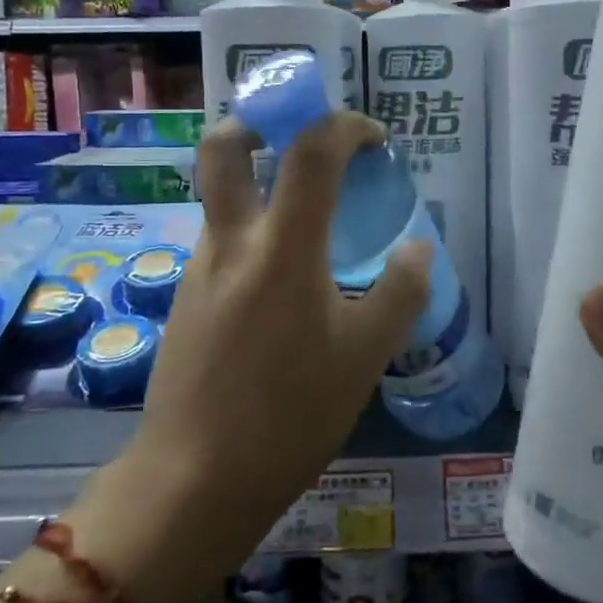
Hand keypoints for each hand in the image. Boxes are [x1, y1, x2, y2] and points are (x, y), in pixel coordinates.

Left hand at [70, 115, 430, 602]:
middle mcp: (231, 242)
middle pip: (224, 148)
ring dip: (260, 187)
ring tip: (309, 227)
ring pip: (222, 198)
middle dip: (260, 123)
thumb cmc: (291, 414)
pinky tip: (280, 289)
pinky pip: (222, 243)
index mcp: (282, 247)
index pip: (310, 151)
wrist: (195, 479)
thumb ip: (401, 291)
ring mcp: (199, 269)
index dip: (345, 126)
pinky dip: (253, 236)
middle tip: (298, 142)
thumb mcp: (366, 356)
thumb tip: (418, 248)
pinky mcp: (185, 300)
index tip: (373, 141)